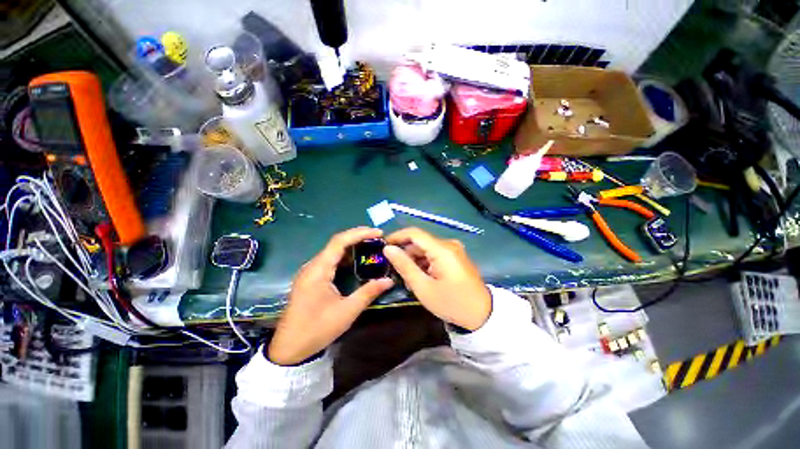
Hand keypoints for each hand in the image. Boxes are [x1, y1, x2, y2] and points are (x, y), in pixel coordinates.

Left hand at [268, 227, 393, 365]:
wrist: (289, 348)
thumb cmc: (317, 329)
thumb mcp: (347, 311)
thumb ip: (368, 292)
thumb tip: (389, 280)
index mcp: (318, 270)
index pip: (340, 242)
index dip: (360, 234)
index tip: (378, 233)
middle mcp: (313, 265)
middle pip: (336, 242)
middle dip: (358, 237)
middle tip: (378, 238)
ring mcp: (310, 271)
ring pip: (333, 250)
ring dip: (352, 245)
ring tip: (371, 245)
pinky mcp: (311, 278)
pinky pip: (330, 260)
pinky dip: (345, 256)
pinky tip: (357, 260)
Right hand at [383, 228, 490, 330]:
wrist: (483, 315)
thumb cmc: (452, 303)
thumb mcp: (424, 287)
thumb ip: (404, 266)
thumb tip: (388, 248)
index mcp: (442, 249)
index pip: (414, 233)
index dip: (396, 237)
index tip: (383, 247)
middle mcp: (448, 244)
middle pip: (419, 242)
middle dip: (405, 254)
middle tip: (394, 271)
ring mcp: (453, 250)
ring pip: (426, 249)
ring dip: (414, 261)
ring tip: (408, 280)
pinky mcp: (455, 257)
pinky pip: (434, 255)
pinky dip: (424, 264)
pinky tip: (420, 278)